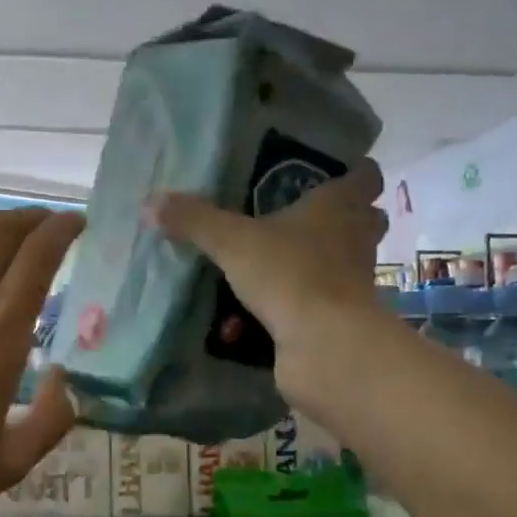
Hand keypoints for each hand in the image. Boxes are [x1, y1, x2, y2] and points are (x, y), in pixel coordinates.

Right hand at [148, 160, 387, 405]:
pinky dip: (303, 305)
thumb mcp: (232, 242)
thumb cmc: (288, 274)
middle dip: (341, 220)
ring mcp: (355, 282)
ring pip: (347, 263)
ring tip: (282, 264)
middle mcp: (356, 240)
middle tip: (302, 219)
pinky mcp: (344, 319)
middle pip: (365, 220)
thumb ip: (194, 221)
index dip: (354, 172)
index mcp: (338, 207)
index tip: (334, 172)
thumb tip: (150, 202)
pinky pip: (323, 303)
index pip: (364, 177)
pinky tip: (271, 311)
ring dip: (322, 263)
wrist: (323, 344)